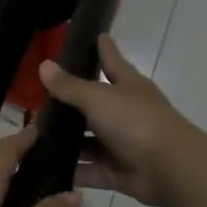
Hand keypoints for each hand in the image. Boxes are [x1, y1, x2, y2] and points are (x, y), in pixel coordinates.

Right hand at [39, 36, 191, 206]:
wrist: (170, 168)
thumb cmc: (136, 122)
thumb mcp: (98, 98)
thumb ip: (70, 86)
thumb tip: (44, 65)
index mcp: (128, 86)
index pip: (111, 60)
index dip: (103, 48)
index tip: (95, 34)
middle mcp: (125, 112)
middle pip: (95, 104)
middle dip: (71, 103)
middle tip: (38, 98)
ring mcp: (122, 144)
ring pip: (89, 141)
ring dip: (67, 141)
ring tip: (36, 138)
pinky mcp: (118, 172)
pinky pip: (90, 170)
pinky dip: (73, 170)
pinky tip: (47, 169)